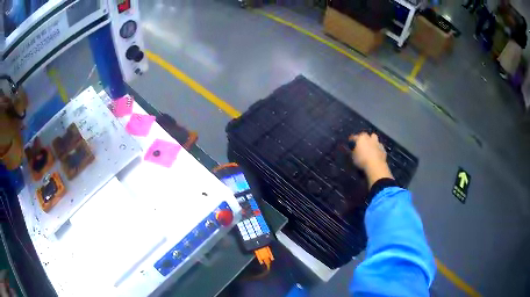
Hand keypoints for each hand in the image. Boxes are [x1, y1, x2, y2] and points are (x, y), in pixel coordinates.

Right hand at [349, 133, 392, 187]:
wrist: (376, 166)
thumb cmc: (362, 160)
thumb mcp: (353, 157)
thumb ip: (354, 151)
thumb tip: (354, 149)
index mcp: (361, 138)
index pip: (355, 137)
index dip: (352, 140)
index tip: (351, 142)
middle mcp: (370, 138)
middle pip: (366, 136)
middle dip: (364, 139)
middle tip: (362, 145)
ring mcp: (378, 143)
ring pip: (375, 140)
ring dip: (372, 142)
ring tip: (370, 148)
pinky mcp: (383, 150)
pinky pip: (380, 147)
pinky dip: (378, 150)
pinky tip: (376, 155)